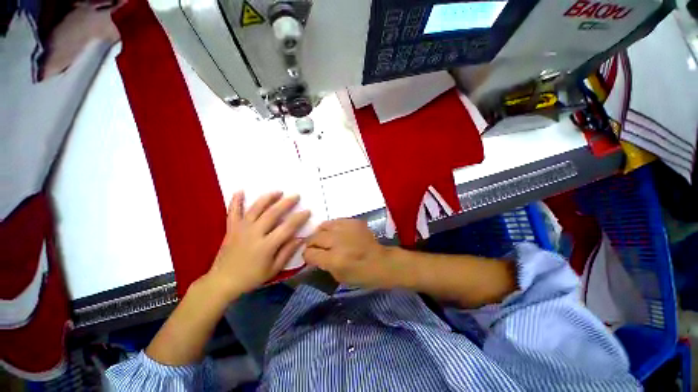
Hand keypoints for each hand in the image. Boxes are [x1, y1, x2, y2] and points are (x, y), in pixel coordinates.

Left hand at [205, 191, 310, 300]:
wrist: (222, 281)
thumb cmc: (251, 277)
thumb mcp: (273, 269)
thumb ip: (287, 252)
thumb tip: (301, 238)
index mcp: (266, 245)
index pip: (287, 227)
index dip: (299, 218)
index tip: (307, 211)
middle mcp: (254, 233)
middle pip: (272, 213)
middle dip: (286, 203)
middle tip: (296, 195)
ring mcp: (241, 229)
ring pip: (255, 208)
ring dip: (267, 198)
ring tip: (278, 191)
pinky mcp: (231, 228)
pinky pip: (232, 212)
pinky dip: (236, 200)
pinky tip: (240, 190)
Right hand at [303, 219, 395, 288]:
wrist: (381, 262)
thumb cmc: (360, 274)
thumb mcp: (338, 276)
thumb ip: (322, 264)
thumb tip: (311, 254)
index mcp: (334, 259)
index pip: (309, 253)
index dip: (307, 256)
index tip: (310, 257)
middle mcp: (338, 241)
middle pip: (314, 237)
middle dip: (311, 243)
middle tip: (316, 247)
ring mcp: (346, 229)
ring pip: (323, 226)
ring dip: (321, 233)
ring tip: (326, 238)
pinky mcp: (354, 222)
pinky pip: (336, 221)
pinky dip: (333, 227)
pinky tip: (337, 233)